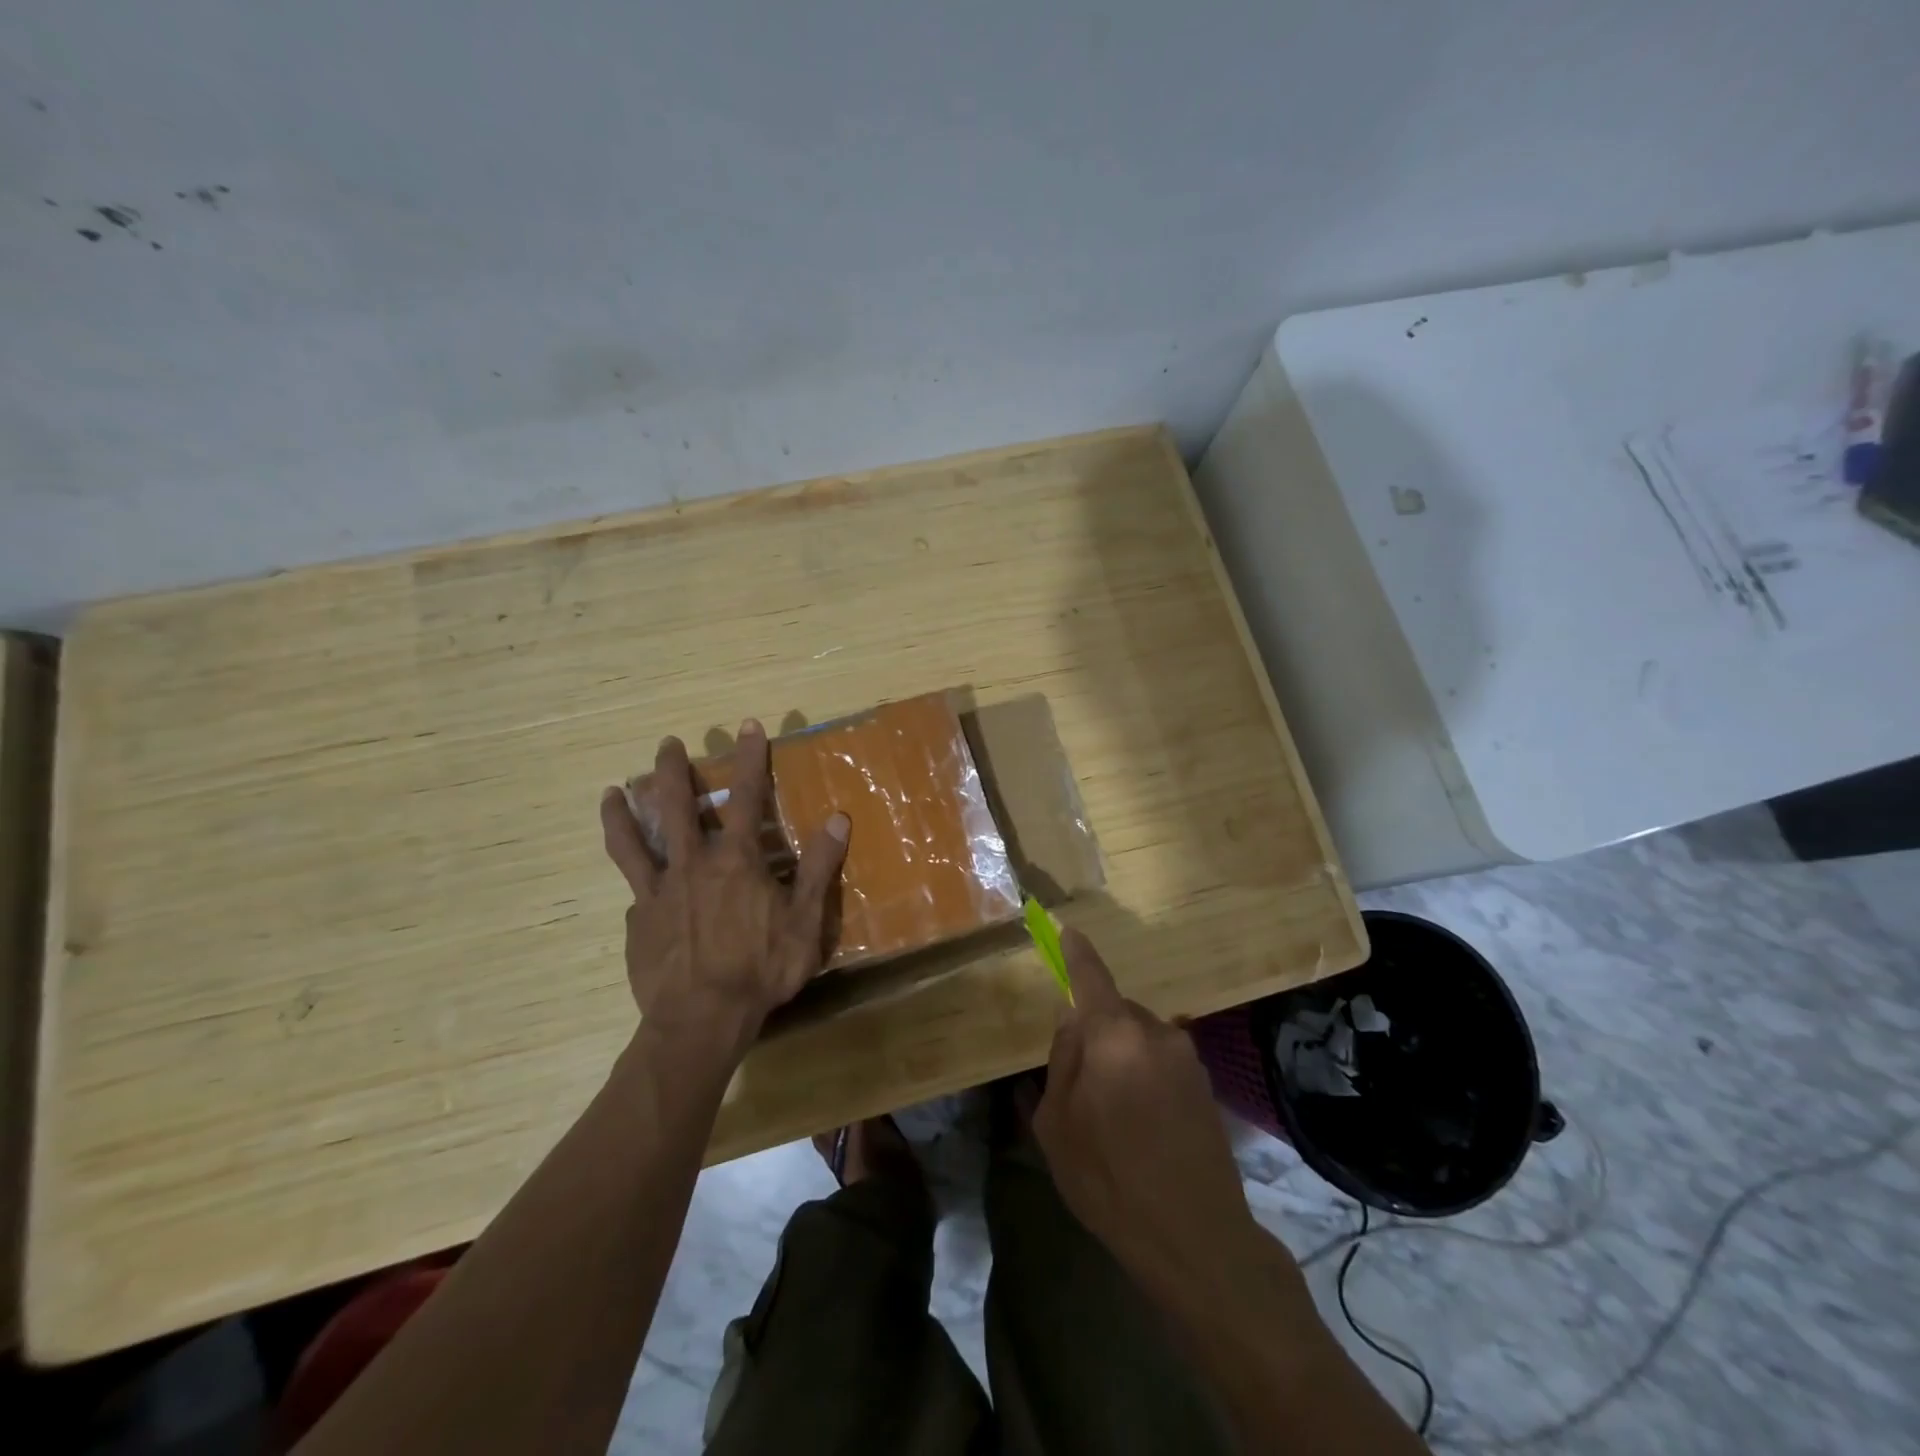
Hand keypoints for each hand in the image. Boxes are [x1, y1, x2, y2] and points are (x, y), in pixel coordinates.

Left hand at [599, 721, 848, 1064]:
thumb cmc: (761, 968)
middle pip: (675, 807)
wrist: (701, 1019)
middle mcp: (692, 865)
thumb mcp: (805, 920)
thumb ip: (820, 867)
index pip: (746, 797)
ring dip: (622, 813)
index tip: (746, 725)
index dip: (749, 758)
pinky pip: (636, 893)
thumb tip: (838, 817)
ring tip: (610, 791)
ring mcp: (658, 893)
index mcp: (736, 860)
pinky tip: (638, 888)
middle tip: (666, 744)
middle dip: (671, 771)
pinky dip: (638, 881)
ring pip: (633, 842)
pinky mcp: (638, 922)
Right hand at [1032, 930, 1264, 1296]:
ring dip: (1121, 1058)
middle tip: (1079, 1084)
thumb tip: (1071, 1024)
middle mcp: (1156, 1033)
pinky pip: (1161, 1061)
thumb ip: (1061, 1062)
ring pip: (1139, 1038)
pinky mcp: (1205, 1084)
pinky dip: (1144, 1076)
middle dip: (1095, 1032)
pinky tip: (1141, 1126)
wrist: (1198, 1241)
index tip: (1067, 930)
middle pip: (1115, 1013)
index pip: (1091, 978)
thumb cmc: (1111, 1180)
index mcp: (1114, 1036)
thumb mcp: (1057, 1126)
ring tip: (1112, 1115)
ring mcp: (1187, 1058)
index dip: (1077, 953)